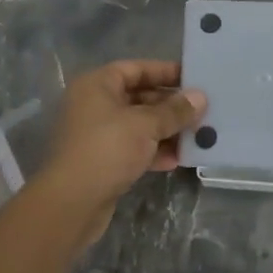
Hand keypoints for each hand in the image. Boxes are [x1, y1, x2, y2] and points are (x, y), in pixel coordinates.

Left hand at [42, 60, 205, 242]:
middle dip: (170, 105)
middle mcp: (94, 104)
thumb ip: (174, 111)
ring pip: (138, 124)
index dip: (164, 71)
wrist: (70, 204)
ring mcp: (97, 134)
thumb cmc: (107, 150)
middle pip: (138, 97)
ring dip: (165, 130)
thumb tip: (200, 97)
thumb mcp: (145, 126)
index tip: (193, 78)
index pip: (136, 69)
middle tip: (201, 110)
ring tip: (196, 135)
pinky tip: (177, 160)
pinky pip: (133, 148)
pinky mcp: (102, 161)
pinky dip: (153, 151)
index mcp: (97, 85)